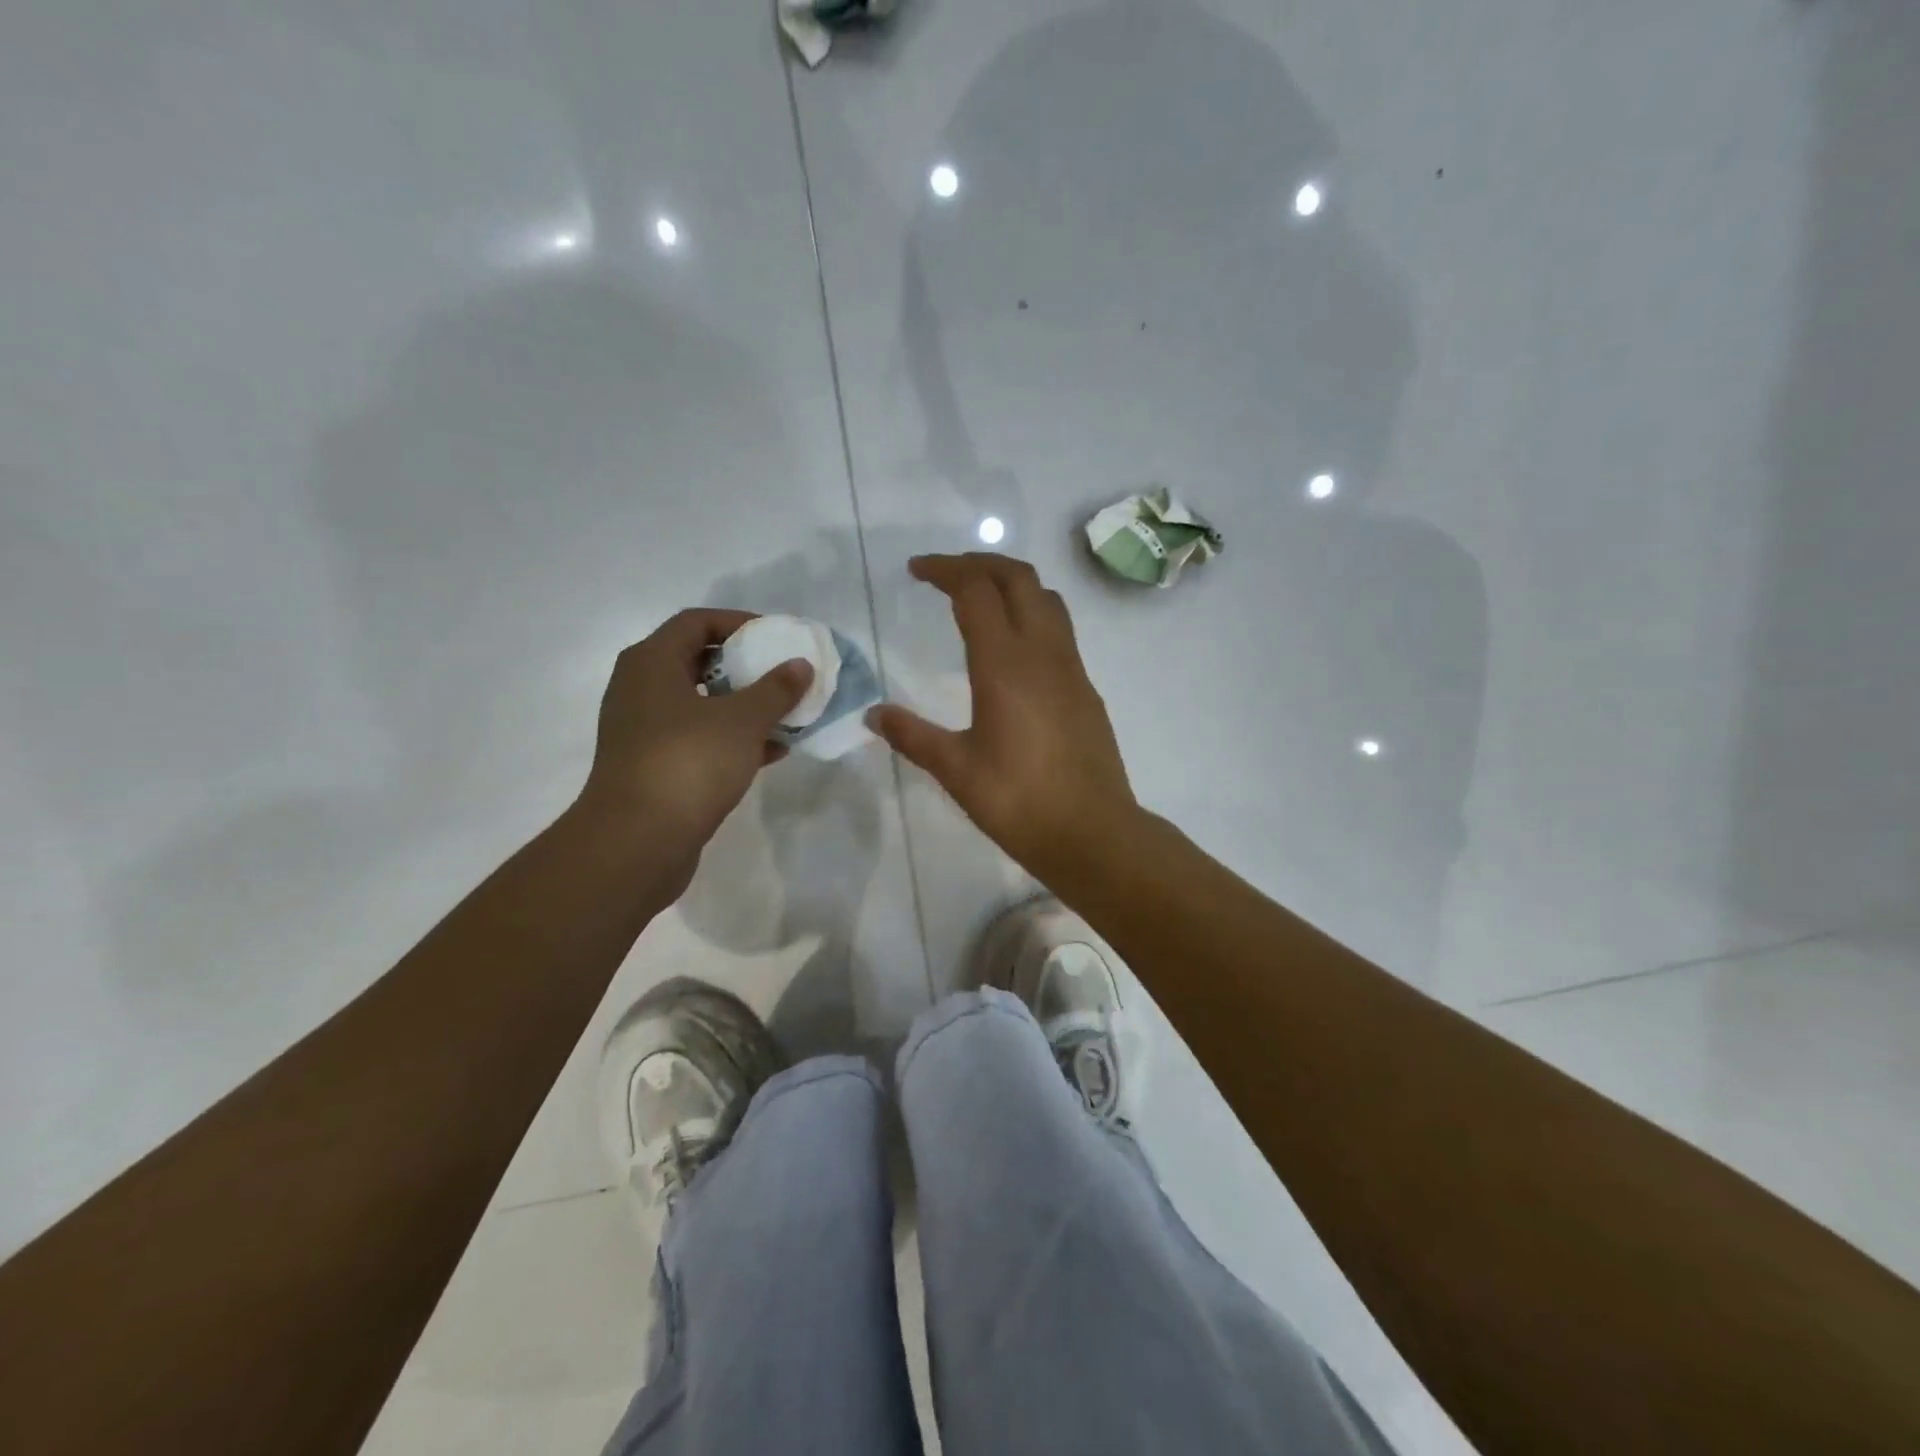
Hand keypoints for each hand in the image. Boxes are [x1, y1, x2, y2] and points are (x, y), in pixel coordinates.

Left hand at [578, 608, 811, 860]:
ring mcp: (645, 730)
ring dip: (744, 705)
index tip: (777, 637)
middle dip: (746, 666)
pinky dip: (734, 738)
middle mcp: (641, 689)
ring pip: (702, 704)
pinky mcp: (654, 766)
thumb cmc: (688, 763)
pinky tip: (774, 751)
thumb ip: (776, 688)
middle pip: (699, 661)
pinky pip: (700, 738)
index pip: (697, 621)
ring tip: (787, 712)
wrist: (637, 841)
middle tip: (784, 673)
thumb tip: (800, 665)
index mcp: (652, 663)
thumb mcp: (742, 720)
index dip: (739, 622)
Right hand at [868, 553, 1137, 882]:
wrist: (1092, 832)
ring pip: (1046, 598)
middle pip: (1018, 577)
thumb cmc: (1019, 802)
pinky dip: (1031, 613)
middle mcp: (1043, 653)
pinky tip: (1012, 647)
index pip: (976, 590)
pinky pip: (1059, 629)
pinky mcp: (1086, 688)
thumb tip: (874, 715)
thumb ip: (913, 736)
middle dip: (980, 563)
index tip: (916, 571)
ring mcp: (1071, 668)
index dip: (945, 570)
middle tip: (946, 574)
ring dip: (1012, 583)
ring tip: (980, 597)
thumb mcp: (956, 770)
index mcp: (1005, 664)